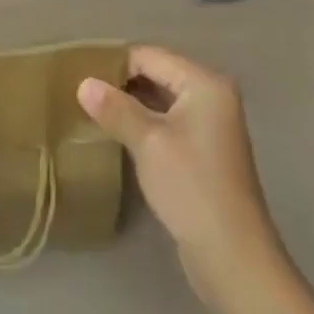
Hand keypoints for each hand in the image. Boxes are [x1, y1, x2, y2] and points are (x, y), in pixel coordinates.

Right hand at [78, 45, 287, 307]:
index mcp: (204, 83)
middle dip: (123, 83)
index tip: (81, 77)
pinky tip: (120, 135)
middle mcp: (213, 96)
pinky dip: (146, 125)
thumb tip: (84, 83)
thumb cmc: (191, 186)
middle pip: (158, 74)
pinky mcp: (206, 152)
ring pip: (162, 100)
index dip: (115, 64)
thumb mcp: (147, 142)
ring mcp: (212, 125)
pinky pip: (169, 123)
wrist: (232, 256)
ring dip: (132, 105)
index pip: (150, 56)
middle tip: (84, 95)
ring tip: (95, 113)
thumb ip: (115, 108)